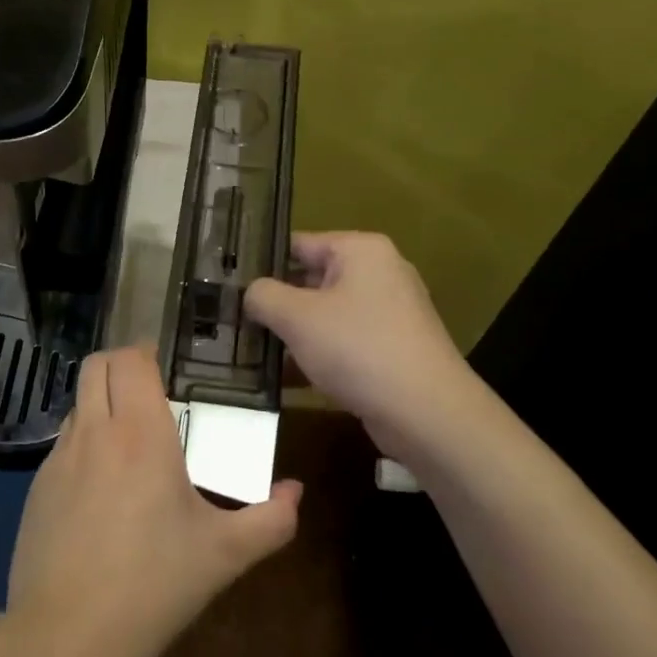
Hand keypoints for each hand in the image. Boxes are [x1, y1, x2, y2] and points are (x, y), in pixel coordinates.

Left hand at [5, 346, 301, 656]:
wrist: (69, 636)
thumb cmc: (155, 584)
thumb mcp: (225, 554)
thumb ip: (271, 519)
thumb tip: (296, 492)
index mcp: (140, 433)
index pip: (130, 359)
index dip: (146, 353)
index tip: (167, 370)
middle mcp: (94, 432)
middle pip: (95, 365)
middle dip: (120, 366)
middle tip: (149, 393)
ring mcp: (57, 459)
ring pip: (76, 404)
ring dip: (100, 406)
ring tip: (129, 443)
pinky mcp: (34, 489)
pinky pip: (62, 446)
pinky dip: (83, 446)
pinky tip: (101, 492)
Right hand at [245, 232, 472, 462]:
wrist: (426, 412)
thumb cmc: (358, 349)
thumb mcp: (297, 317)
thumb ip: (264, 296)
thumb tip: (251, 293)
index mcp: (361, 251)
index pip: (299, 244)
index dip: (262, 263)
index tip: (230, 285)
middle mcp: (380, 273)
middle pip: (312, 280)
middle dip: (276, 303)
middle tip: (235, 320)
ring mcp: (389, 312)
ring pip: (326, 315)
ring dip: (293, 333)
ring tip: (252, 351)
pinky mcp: (392, 348)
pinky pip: (344, 342)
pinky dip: (318, 355)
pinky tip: (286, 378)